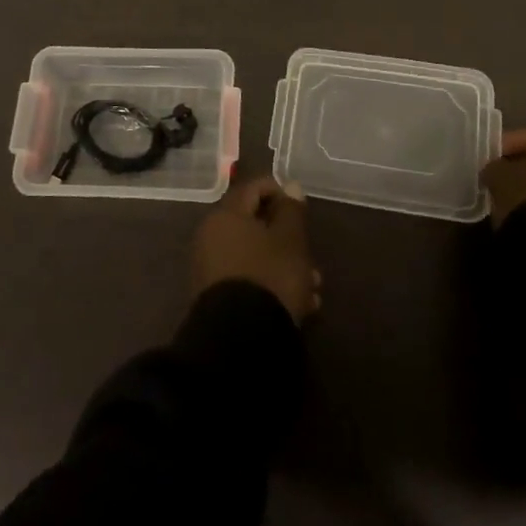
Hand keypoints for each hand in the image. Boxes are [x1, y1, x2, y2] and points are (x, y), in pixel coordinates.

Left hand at [192, 176, 321, 323]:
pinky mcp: (216, 298)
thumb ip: (291, 210)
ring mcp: (211, 269)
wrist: (239, 340)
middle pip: (254, 225)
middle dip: (287, 238)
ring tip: (314, 287)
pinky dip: (272, 284)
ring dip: (285, 265)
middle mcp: (212, 237)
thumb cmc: (269, 276)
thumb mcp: (290, 240)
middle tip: (311, 254)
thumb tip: (290, 185)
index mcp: (226, 215)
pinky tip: (300, 305)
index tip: (301, 208)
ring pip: (255, 256)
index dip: (279, 192)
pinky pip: (248, 279)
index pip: (252, 188)